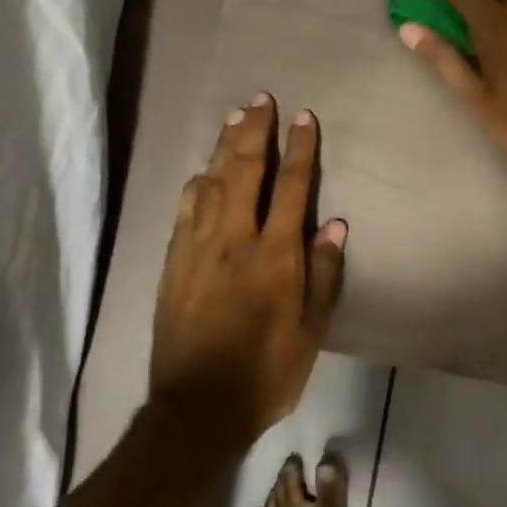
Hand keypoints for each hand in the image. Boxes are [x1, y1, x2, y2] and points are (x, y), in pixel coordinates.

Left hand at [150, 94, 347, 443]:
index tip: (303, 118)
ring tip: (233, 119)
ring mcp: (198, 249)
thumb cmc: (267, 372)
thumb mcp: (311, 330)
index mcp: (275, 256)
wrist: (198, 406)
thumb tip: (332, 224)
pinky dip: (195, 185)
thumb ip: (322, 274)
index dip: (299, 149)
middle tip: (260, 100)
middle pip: (245, 172)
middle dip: (255, 132)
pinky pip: (184, 211)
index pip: (292, 188)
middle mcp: (235, 240)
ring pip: (211, 183)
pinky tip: (200, 172)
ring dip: (223, 148)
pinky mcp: (173, 263)